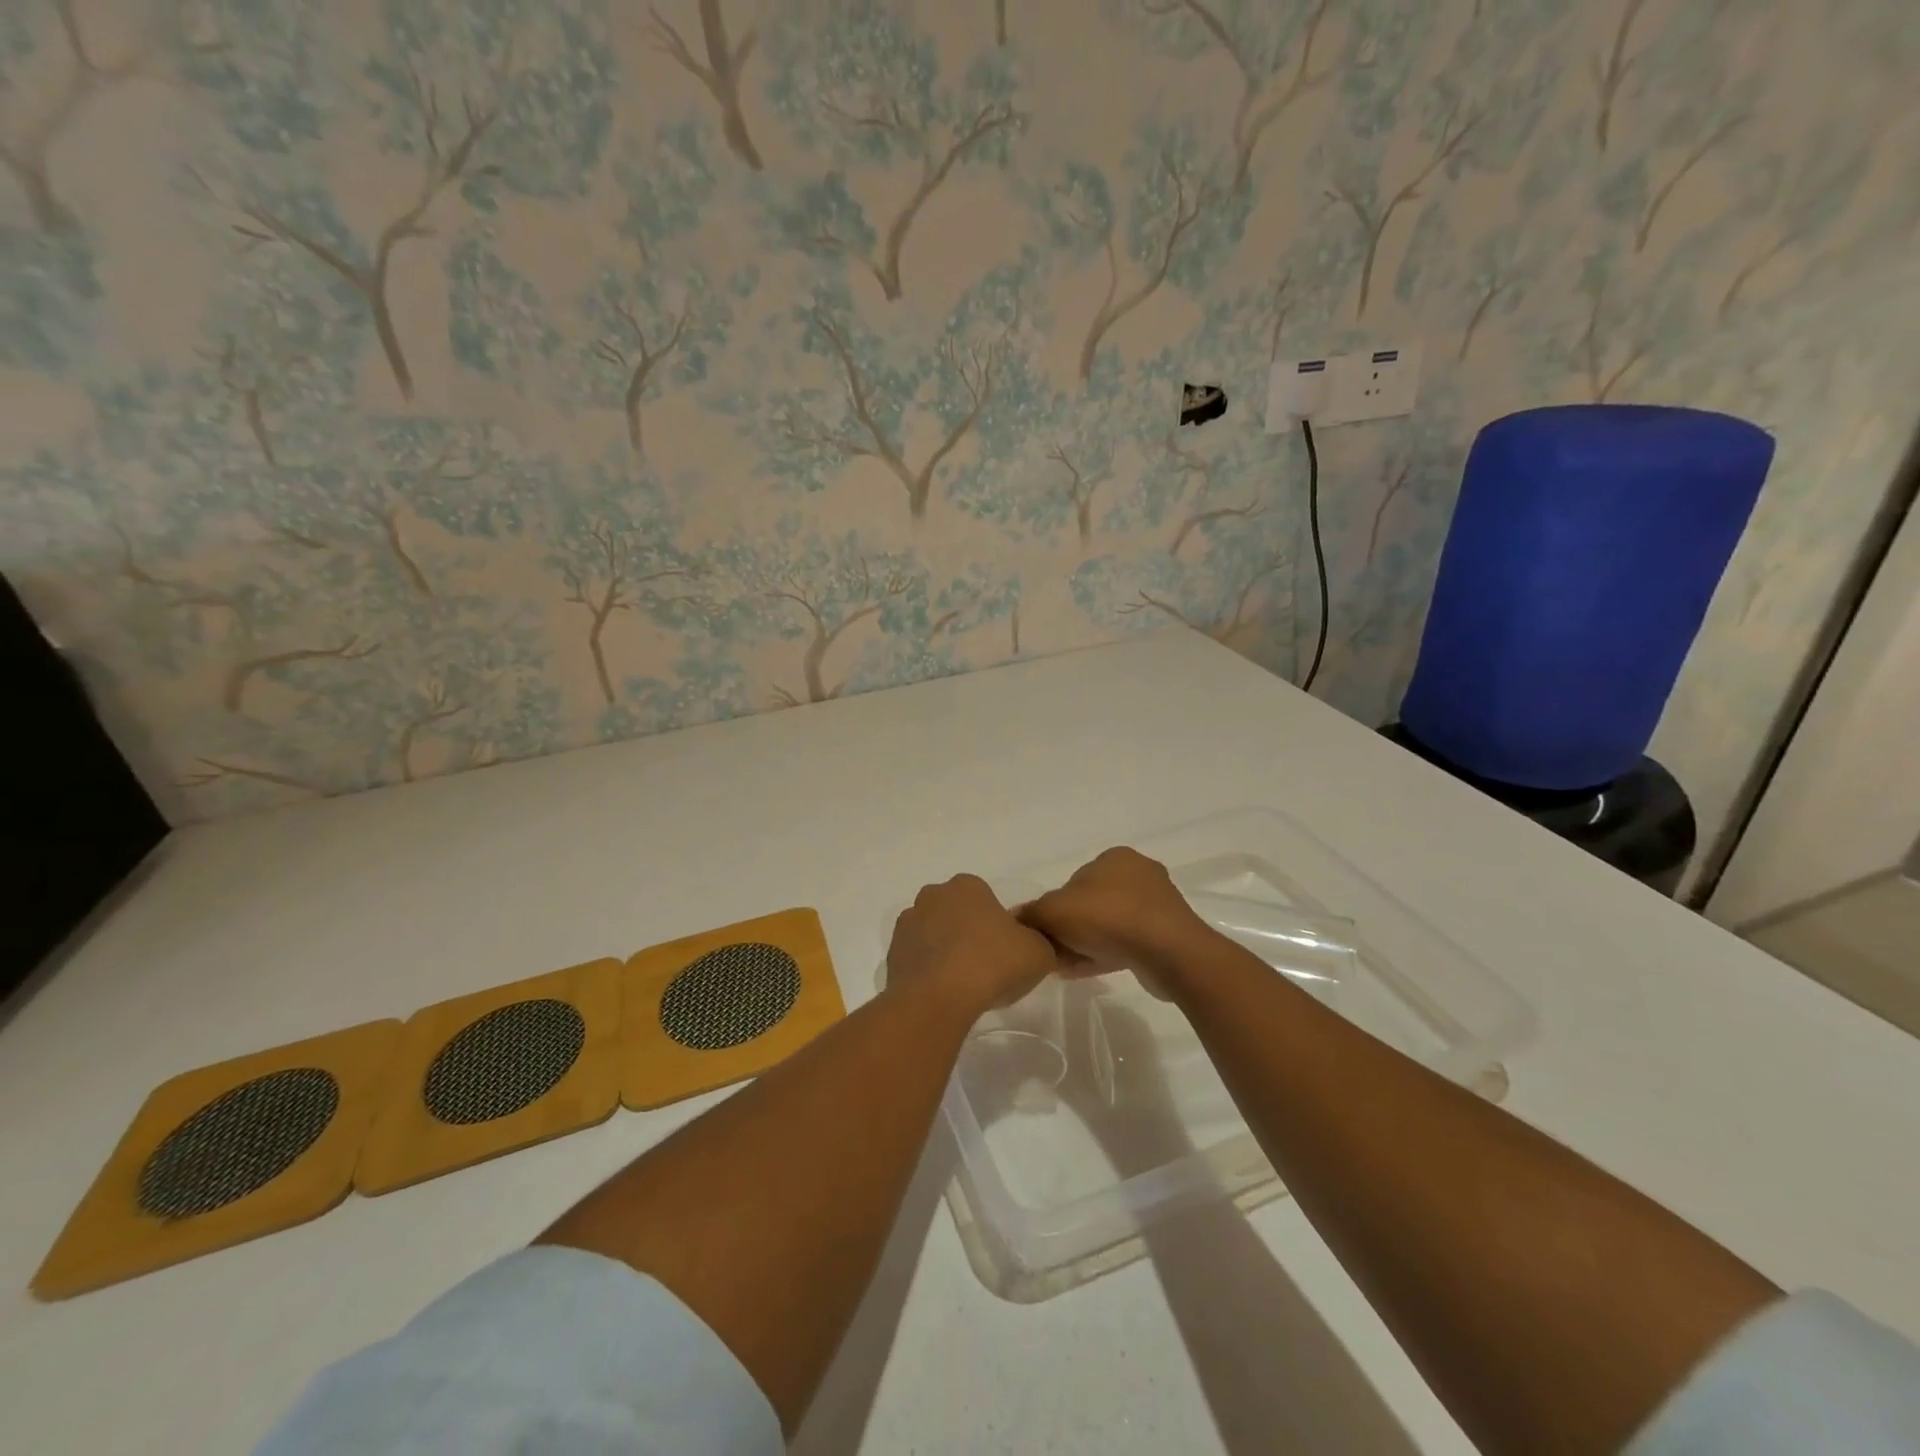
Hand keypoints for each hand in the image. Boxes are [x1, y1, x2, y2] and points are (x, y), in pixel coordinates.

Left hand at [887, 874, 1058, 1014]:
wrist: (938, 999)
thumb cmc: (992, 964)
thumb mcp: (1038, 952)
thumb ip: (1039, 941)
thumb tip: (1030, 943)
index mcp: (967, 886)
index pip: (986, 899)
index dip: (997, 924)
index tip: (1005, 950)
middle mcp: (933, 895)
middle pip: (957, 913)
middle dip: (968, 933)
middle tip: (986, 966)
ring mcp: (908, 923)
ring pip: (934, 934)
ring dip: (946, 951)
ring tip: (963, 984)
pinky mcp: (892, 953)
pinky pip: (918, 958)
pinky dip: (929, 971)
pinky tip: (943, 993)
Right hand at [1019, 847, 1213, 986]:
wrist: (1168, 953)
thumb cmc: (1107, 917)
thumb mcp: (1053, 911)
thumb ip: (1031, 913)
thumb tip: (1015, 918)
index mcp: (1115, 857)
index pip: (1074, 881)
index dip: (1054, 908)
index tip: (1044, 932)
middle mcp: (1138, 875)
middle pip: (1090, 904)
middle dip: (1069, 929)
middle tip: (1051, 952)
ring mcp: (1156, 907)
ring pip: (1108, 926)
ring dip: (1084, 945)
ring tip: (1063, 968)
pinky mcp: (1166, 937)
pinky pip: (1126, 944)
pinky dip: (1103, 955)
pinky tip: (1081, 973)